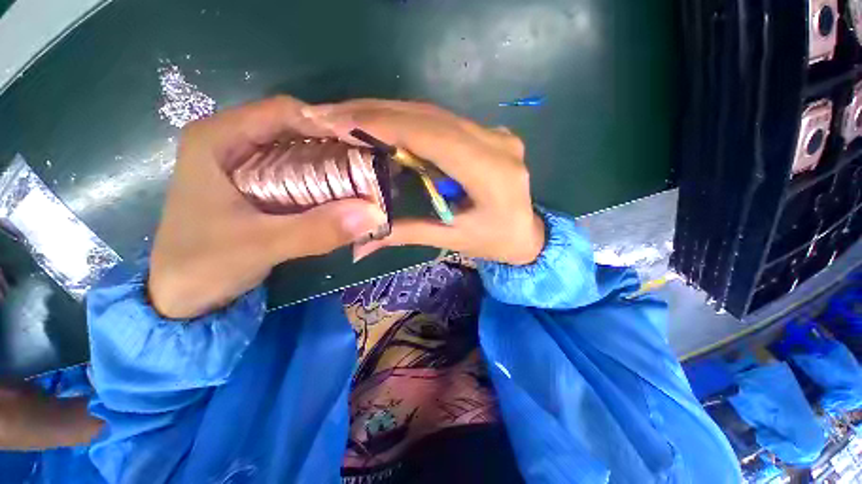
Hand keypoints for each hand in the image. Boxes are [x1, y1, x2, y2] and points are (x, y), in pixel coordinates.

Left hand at [150, 97, 386, 318]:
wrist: (181, 294)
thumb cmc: (204, 264)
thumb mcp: (261, 246)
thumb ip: (317, 230)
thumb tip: (374, 214)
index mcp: (218, 138)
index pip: (284, 111)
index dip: (329, 124)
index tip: (366, 147)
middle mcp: (233, 141)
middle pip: (297, 130)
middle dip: (337, 147)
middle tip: (372, 167)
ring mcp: (246, 164)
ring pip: (301, 152)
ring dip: (334, 166)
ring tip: (365, 181)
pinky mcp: (258, 185)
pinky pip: (300, 174)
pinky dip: (324, 183)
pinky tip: (344, 197)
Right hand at [301, 100, 544, 264]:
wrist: (528, 235)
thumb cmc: (495, 243)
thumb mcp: (452, 240)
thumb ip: (407, 233)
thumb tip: (360, 246)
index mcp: (492, 173)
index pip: (433, 135)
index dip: (385, 124)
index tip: (338, 122)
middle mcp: (496, 143)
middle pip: (430, 116)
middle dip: (377, 112)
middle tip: (329, 114)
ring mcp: (495, 134)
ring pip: (434, 113)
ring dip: (388, 113)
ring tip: (346, 117)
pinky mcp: (489, 135)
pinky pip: (442, 121)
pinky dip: (408, 121)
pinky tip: (381, 125)